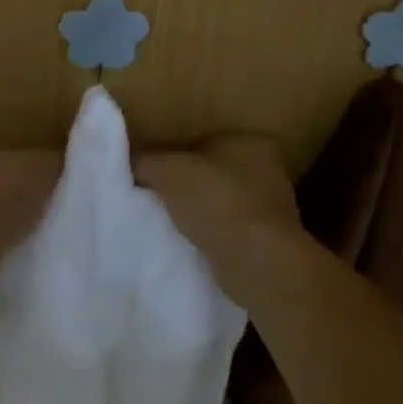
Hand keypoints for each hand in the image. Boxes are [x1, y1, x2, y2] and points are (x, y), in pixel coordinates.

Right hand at [135, 136, 303, 302]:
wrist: (257, 262)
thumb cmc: (217, 202)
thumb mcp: (168, 172)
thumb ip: (146, 161)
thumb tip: (130, 162)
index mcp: (251, 142)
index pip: (204, 141)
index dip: (175, 155)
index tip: (152, 173)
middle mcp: (268, 170)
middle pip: (213, 172)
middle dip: (187, 184)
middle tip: (156, 196)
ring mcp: (272, 207)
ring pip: (221, 202)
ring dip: (200, 212)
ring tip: (169, 222)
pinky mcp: (269, 241)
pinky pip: (229, 230)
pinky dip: (211, 234)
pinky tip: (191, 243)